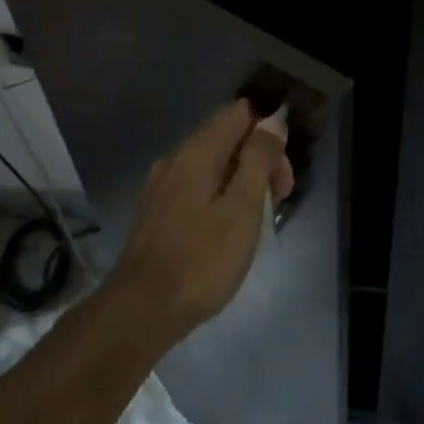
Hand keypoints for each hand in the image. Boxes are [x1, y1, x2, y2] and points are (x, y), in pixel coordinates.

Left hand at [112, 101, 293, 337]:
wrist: (140, 311)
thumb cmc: (201, 260)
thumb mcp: (242, 209)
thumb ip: (258, 159)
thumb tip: (273, 121)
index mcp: (197, 151)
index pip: (239, 112)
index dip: (268, 132)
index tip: (282, 173)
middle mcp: (175, 158)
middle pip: (226, 136)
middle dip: (258, 158)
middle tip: (278, 201)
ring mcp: (160, 185)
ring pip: (211, 163)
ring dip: (240, 179)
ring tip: (256, 219)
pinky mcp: (155, 210)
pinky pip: (195, 185)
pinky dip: (218, 194)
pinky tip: (225, 229)